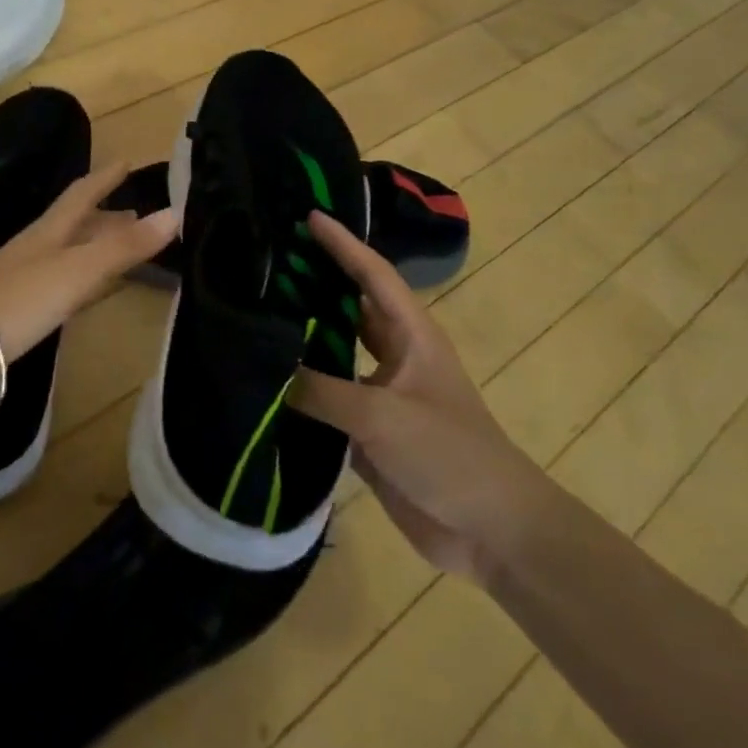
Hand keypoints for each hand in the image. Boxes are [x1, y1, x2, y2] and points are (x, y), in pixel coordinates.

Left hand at [0, 162, 177, 365]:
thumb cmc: (20, 299)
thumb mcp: (78, 270)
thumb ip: (124, 247)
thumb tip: (175, 212)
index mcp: (50, 231)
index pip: (82, 194)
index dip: (105, 178)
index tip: (127, 162)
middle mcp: (36, 248)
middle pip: (75, 224)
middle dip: (105, 216)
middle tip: (136, 215)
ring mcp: (23, 278)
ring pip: (68, 253)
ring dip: (94, 247)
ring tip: (121, 250)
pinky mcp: (17, 308)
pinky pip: (60, 283)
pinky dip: (81, 279)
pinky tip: (86, 293)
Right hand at [289, 211, 551, 580]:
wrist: (491, 531)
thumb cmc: (449, 455)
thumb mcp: (382, 416)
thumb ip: (321, 391)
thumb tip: (269, 371)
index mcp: (412, 337)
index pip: (373, 276)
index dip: (342, 245)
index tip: (308, 217)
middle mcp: (394, 357)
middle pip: (350, 307)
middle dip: (316, 282)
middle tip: (268, 260)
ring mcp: (380, 395)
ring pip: (334, 353)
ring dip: (303, 334)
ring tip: (256, 312)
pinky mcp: (366, 432)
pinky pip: (325, 398)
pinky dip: (297, 387)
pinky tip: (264, 380)